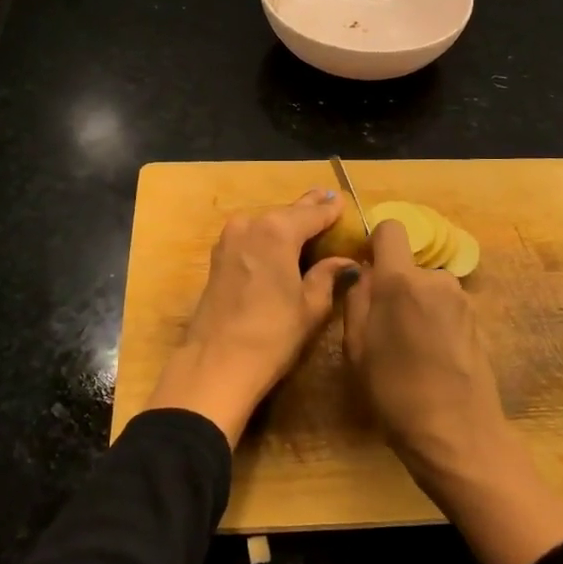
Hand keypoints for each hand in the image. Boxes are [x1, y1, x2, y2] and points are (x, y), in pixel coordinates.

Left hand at [143, 188, 359, 445]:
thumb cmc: (272, 335)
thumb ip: (328, 276)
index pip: (313, 213)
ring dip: (287, 222)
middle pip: (287, 212)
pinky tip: (281, 241)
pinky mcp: (218, 256)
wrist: (216, 364)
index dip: (331, 209)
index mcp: (278, 230)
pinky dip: (269, 235)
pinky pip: (252, 236)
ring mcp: (230, 238)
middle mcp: (252, 224)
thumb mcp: (311, 307)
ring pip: (267, 222)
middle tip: (328, 200)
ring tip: (308, 220)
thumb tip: (346, 262)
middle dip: (308, 209)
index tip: (343, 201)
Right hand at [341, 218, 508, 479]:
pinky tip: (431, 357)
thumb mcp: (357, 348)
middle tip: (383, 328)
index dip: (376, 243)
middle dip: (394, 285)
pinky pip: (444, 306)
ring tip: (408, 348)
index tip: (366, 273)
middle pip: (408, 264)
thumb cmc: (395, 393)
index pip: (391, 228)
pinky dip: (433, 320)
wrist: (458, 435)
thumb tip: (364, 272)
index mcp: (401, 280)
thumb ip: (357, 299)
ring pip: (426, 286)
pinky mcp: (477, 319)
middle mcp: (436, 278)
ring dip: (415, 304)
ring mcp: (461, 298)